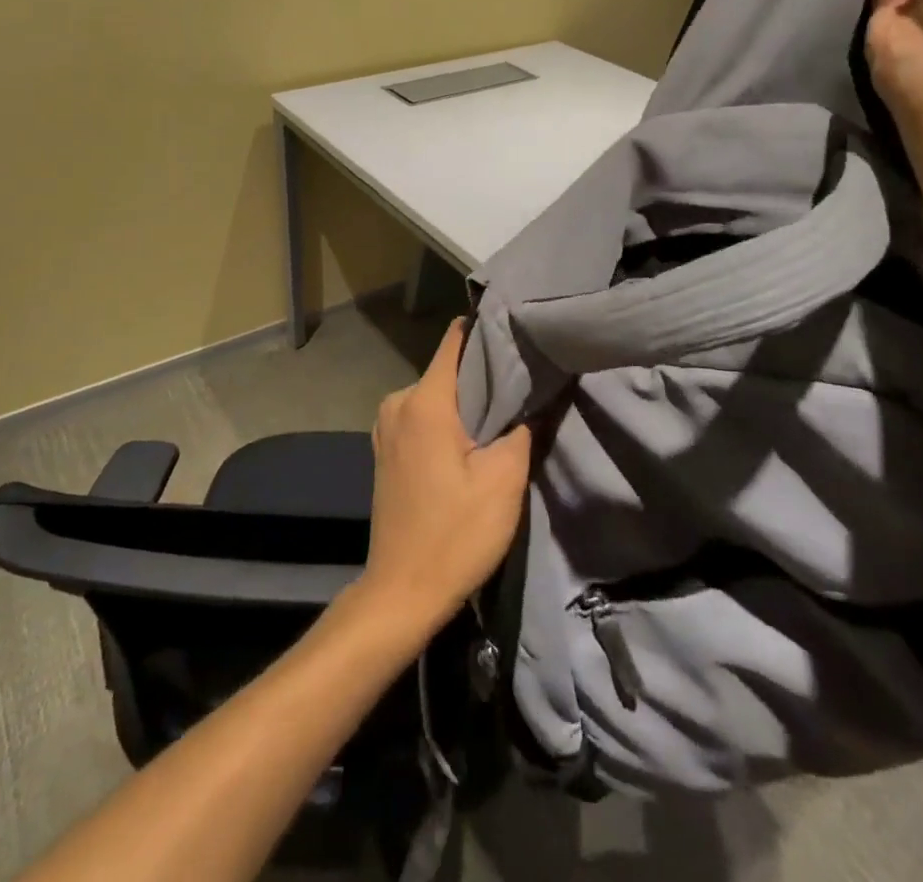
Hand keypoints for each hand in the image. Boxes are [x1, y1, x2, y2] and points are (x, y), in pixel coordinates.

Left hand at [355, 320, 532, 636]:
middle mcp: (398, 402)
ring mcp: (386, 426)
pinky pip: (423, 417)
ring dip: (467, 402)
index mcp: (423, 400)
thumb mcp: (504, 480)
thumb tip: (536, 393)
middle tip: (524, 381)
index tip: (518, 329)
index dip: (487, 331)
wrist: (402, 592)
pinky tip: (473, 440)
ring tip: (505, 412)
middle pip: (448, 370)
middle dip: (484, 374)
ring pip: (437, 395)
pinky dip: (448, 420)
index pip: (455, 340)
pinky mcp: (386, 449)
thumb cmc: (456, 534)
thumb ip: (523, 427)